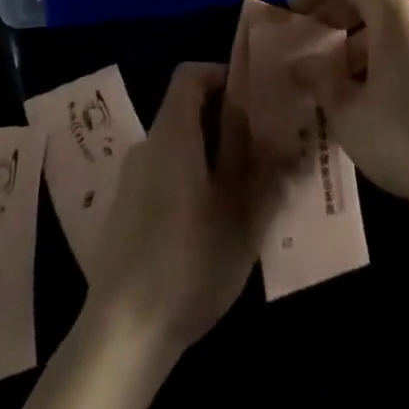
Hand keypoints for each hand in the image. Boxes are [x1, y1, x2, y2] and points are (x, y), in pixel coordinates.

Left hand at [79, 62, 268, 360]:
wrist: (121, 334)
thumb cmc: (188, 260)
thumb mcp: (241, 216)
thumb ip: (264, 171)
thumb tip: (287, 138)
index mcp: (172, 132)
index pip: (190, 74)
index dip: (220, 75)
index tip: (252, 98)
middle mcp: (147, 145)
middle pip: (185, 111)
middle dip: (224, 123)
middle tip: (260, 150)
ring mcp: (131, 181)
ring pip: (176, 148)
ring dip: (208, 157)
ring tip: (242, 192)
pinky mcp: (125, 214)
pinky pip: (163, 177)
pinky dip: (188, 182)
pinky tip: (209, 225)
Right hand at [291, 0, 408, 219]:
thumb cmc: (404, 136)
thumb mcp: (348, 113)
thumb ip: (320, 80)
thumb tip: (300, 64)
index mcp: (394, 12)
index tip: (297, 15)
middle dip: (334, 14)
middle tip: (309, 44)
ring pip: (386, 21)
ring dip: (354, 39)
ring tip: (331, 77)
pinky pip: (404, 41)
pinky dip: (377, 53)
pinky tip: (365, 95)